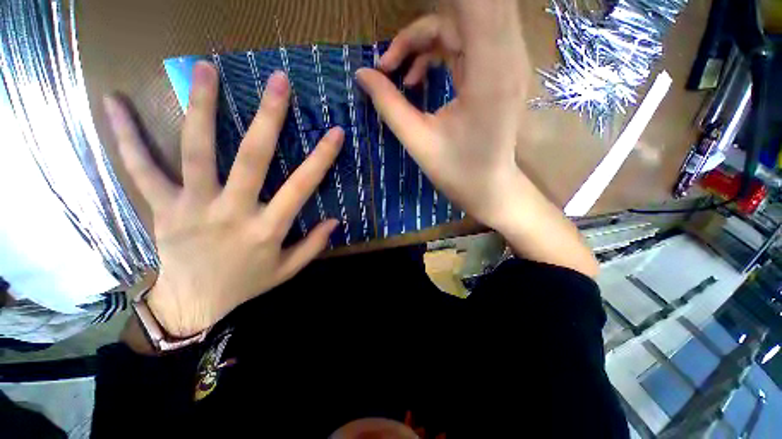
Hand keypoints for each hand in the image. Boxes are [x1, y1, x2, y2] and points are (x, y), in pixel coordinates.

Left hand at [105, 63, 342, 336]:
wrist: (194, 305)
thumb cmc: (246, 285)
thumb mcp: (287, 270)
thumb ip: (313, 245)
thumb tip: (335, 221)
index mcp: (266, 230)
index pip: (301, 187)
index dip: (321, 159)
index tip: (335, 132)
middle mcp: (232, 213)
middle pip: (251, 159)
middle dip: (268, 118)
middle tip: (278, 81)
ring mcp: (192, 207)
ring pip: (196, 152)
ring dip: (201, 108)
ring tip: (206, 69)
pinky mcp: (162, 208)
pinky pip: (141, 169)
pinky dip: (127, 136)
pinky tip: (113, 102)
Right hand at [357, 0, 598, 276]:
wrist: (489, 189)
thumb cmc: (457, 173)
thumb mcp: (418, 141)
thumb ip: (389, 105)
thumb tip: (362, 74)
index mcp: (488, 74)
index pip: (475, 6)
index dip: (439, 7)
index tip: (402, 33)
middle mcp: (504, 58)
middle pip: (466, 10)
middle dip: (420, 28)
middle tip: (390, 56)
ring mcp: (504, 63)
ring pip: (462, 24)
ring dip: (424, 40)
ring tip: (396, 73)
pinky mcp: (496, 73)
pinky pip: (464, 43)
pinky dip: (435, 52)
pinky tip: (416, 79)